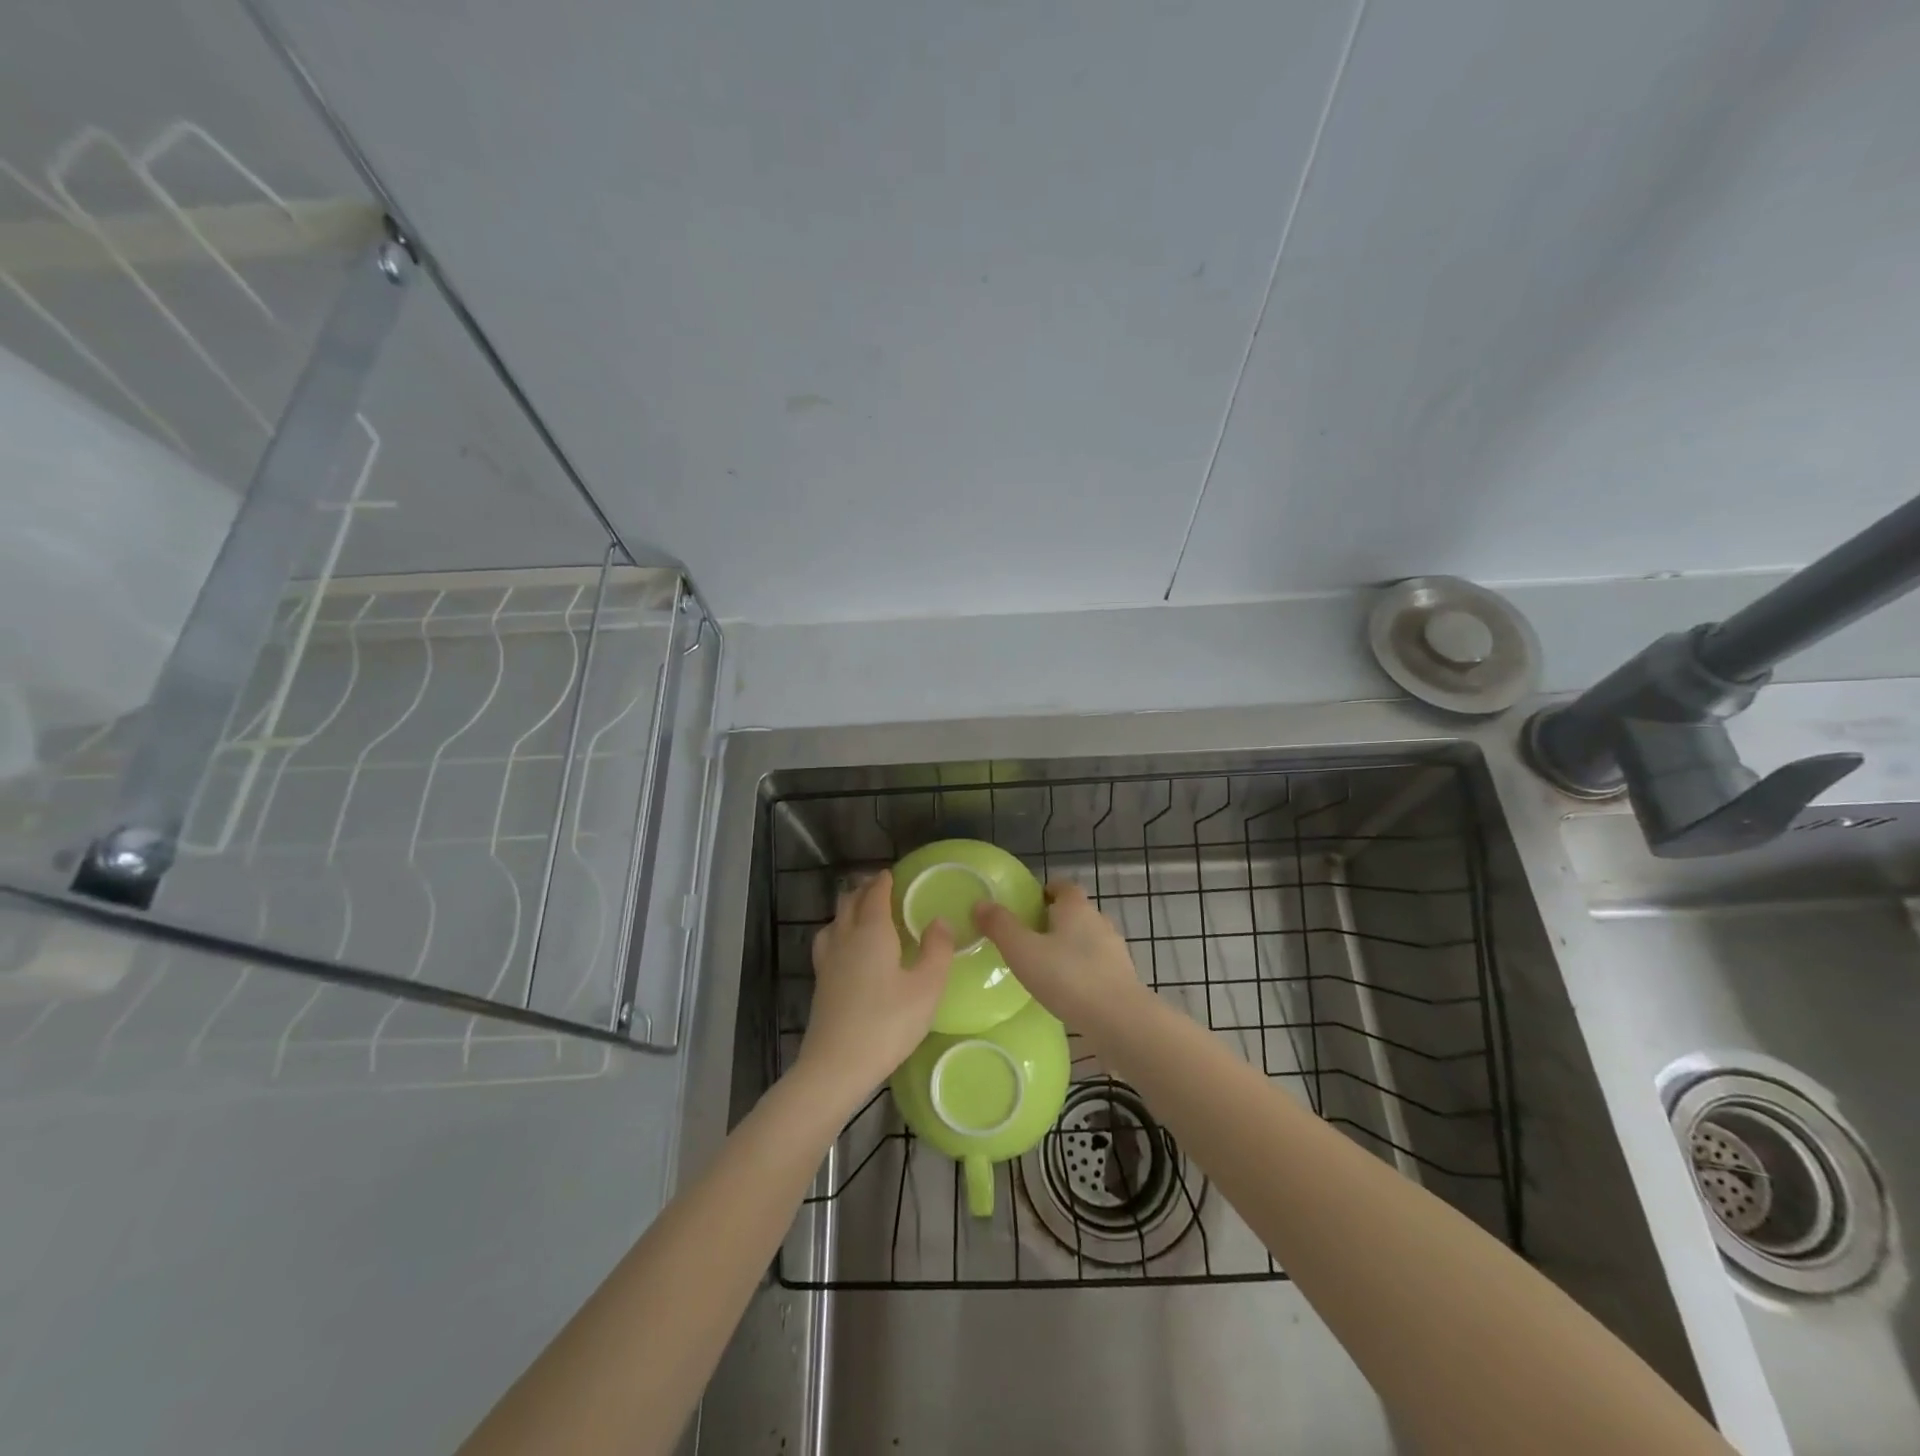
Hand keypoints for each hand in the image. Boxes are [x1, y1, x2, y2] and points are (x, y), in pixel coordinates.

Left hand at [797, 870, 953, 1101]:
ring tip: (862, 912)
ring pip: (834, 921)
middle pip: (850, 902)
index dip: (884, 881)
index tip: (892, 874)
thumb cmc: (887, 1024)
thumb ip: (937, 950)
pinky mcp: (820, 982)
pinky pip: (828, 941)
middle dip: (864, 890)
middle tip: (880, 888)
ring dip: (848, 909)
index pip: (875, 894)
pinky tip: (847, 950)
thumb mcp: (927, 988)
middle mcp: (845, 938)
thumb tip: (940, 920)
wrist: (836, 1066)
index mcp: (872, 932)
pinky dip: (839, 931)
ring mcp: (828, 960)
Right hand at [974, 880, 1144, 1028]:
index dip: (1045, 891)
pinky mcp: (1122, 977)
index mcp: (1076, 907)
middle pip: (1075, 912)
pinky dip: (1082, 970)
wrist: (1120, 1020)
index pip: (1062, 886)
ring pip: (1087, 939)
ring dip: (1070, 947)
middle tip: (1029, 938)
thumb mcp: (1023, 951)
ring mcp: (1115, 950)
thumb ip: (1000, 926)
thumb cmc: (1067, 977)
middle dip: (1055, 920)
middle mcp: (1099, 921)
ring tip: (1046, 967)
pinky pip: (1097, 965)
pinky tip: (1068, 990)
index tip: (1027, 906)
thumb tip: (981, 903)